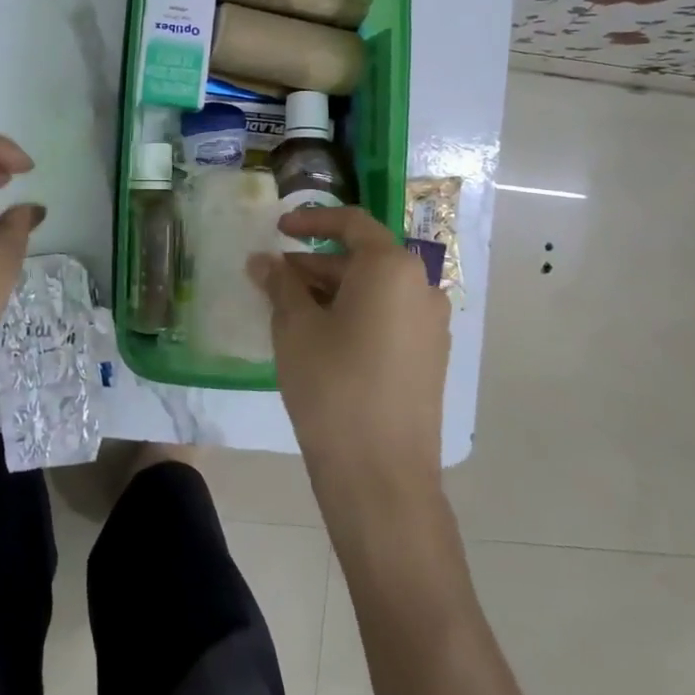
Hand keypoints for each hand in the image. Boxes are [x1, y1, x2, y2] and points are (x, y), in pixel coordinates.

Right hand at [251, 205, 451, 510]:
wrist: (381, 475)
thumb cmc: (332, 386)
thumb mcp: (295, 327)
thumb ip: (280, 284)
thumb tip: (264, 260)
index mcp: (391, 268)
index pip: (351, 222)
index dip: (311, 219)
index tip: (278, 229)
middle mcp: (421, 287)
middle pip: (362, 258)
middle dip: (314, 263)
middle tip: (272, 279)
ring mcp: (430, 325)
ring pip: (374, 290)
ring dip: (331, 291)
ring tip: (288, 309)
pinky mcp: (429, 358)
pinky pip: (387, 318)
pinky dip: (353, 314)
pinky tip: (319, 337)